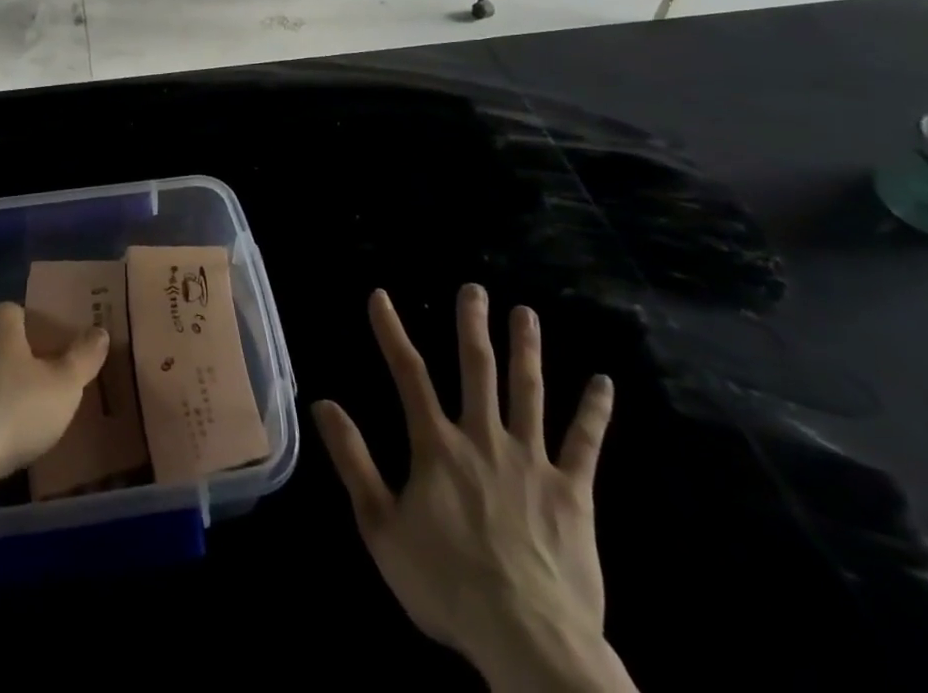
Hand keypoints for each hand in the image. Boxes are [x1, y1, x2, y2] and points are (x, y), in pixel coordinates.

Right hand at [312, 286, 628, 692]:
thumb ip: (353, 460)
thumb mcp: (380, 526)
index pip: (408, 374)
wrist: (528, 639)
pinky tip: (604, 383)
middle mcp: (484, 438)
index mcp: (437, 445)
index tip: (380, 296)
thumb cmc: (446, 585)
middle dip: (472, 325)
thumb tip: (323, 403)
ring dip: (527, 349)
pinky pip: (584, 444)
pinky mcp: (573, 492)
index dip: (391, 331)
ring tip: (525, 312)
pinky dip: (594, 412)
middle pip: (477, 369)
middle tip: (474, 288)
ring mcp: (532, 461)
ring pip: (528, 392)